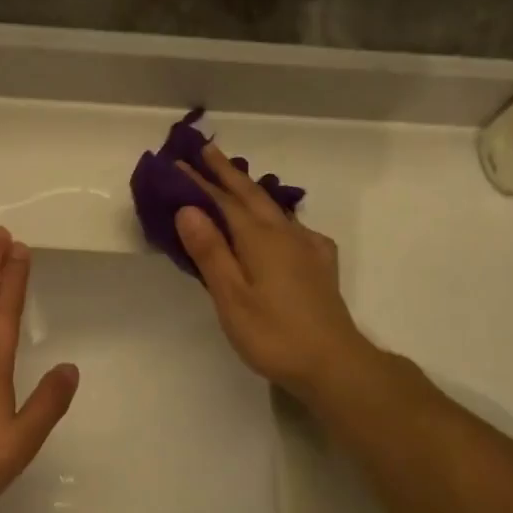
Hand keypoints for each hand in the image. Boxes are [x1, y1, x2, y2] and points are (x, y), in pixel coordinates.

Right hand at [175, 141, 376, 393]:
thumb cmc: (273, 333)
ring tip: (235, 179)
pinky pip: (292, 226)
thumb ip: (210, 251)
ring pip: (273, 208)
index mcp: (259, 238)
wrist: (334, 363)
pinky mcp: (319, 264)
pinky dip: (275, 214)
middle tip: (206, 150)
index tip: (178, 162)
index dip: (199, 181)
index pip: (223, 201)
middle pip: (251, 195)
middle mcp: (284, 233)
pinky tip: (280, 224)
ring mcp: (306, 247)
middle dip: (227, 172)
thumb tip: (188, 208)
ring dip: (249, 189)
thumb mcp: (231, 297)